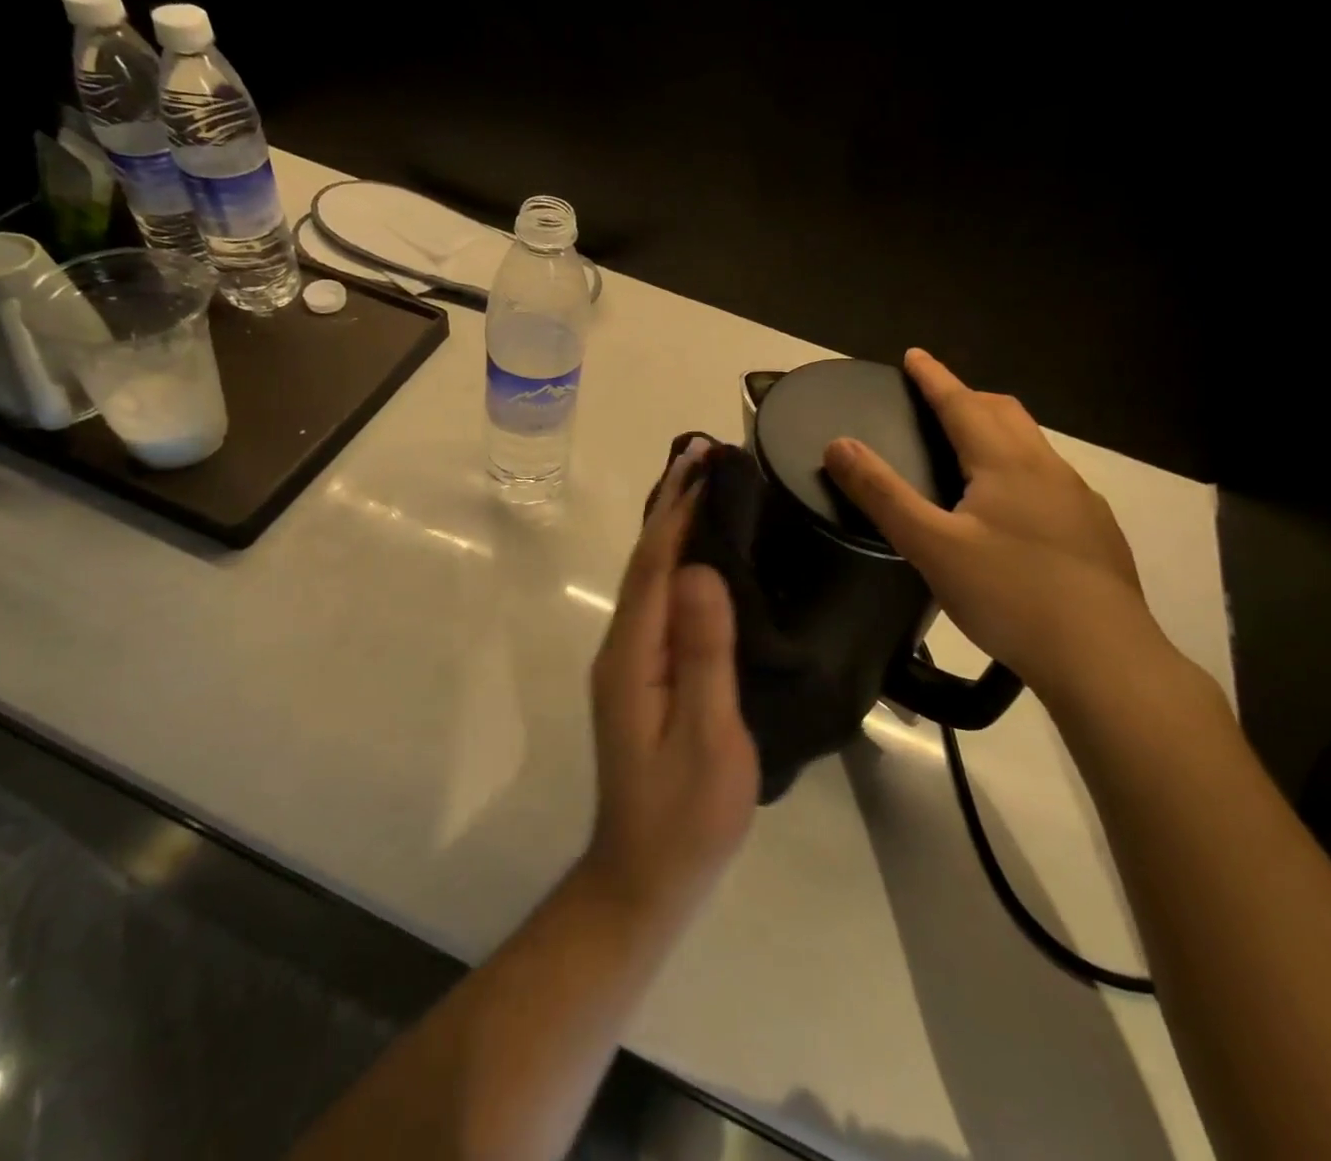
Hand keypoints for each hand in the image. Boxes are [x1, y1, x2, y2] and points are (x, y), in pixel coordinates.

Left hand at [581, 440, 758, 928]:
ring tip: (704, 485)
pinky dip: (676, 562)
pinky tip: (698, 556)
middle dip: (672, 504)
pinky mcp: (642, 675)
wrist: (644, 877)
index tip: (704, 460)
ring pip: (650, 577)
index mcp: (634, 654)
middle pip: (645, 561)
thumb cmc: (685, 815)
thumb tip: (699, 571)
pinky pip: (658, 600)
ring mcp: (629, 662)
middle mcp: (623, 647)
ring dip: (673, 526)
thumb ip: (703, 654)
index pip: (655, 563)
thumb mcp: (707, 737)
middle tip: (705, 454)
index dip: (678, 509)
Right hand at [823, 349, 1168, 701]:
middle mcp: (1048, 469)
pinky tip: (1013, 508)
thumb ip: (882, 493)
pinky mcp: (1095, 532)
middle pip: (1005, 414)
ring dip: (997, 431)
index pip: (963, 404)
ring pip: (1032, 446)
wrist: (1104, 658)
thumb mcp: (931, 546)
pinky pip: (1051, 480)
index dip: (935, 378)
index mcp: (1007, 464)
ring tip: (970, 449)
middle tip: (936, 398)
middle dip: (968, 397)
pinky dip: (1020, 469)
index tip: (914, 355)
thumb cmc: (1009, 595)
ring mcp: (1079, 500)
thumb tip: (838, 444)